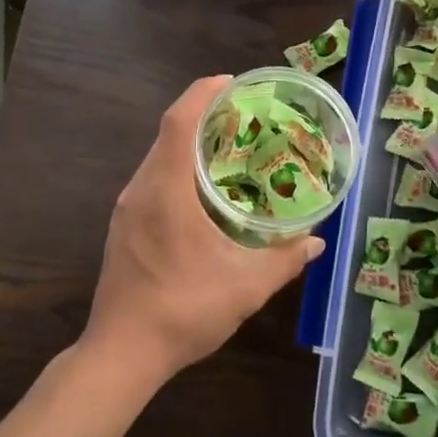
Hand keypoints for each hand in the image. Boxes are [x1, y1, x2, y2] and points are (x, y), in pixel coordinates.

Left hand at [83, 76, 324, 385]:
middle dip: (204, 115)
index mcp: (167, 192)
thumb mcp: (247, 287)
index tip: (232, 83)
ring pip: (159, 157)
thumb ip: (285, 259)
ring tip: (231, 149)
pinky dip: (179, 168)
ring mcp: (127, 209)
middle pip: (168, 133)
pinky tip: (206, 192)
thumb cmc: (184, 311)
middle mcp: (141, 190)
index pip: (179, 122)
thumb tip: (316, 241)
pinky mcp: (123, 227)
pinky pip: (153, 180)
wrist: (122, 354)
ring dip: (191, 143)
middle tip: (246, 117)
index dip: (203, 93)